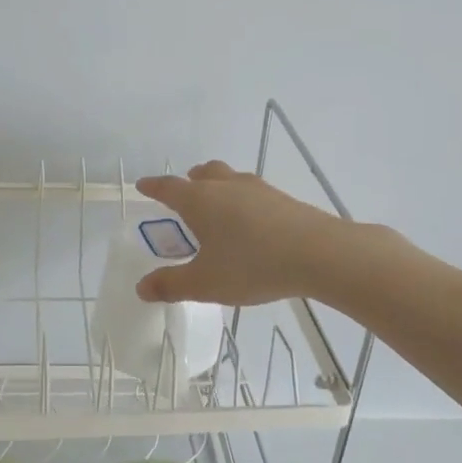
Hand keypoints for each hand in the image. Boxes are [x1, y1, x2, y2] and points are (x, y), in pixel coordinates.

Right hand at [132, 161, 357, 305]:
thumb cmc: (252, 265)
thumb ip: (171, 285)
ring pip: (230, 179)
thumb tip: (141, 288)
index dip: (153, 187)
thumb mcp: (205, 283)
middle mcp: (226, 187)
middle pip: (204, 174)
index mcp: (200, 201)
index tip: (143, 185)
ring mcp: (258, 190)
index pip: (169, 188)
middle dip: (190, 181)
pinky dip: (243, 201)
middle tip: (184, 192)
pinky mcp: (284, 200)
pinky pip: (253, 193)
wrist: (320, 254)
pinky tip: (251, 222)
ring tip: (218, 206)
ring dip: (218, 187)